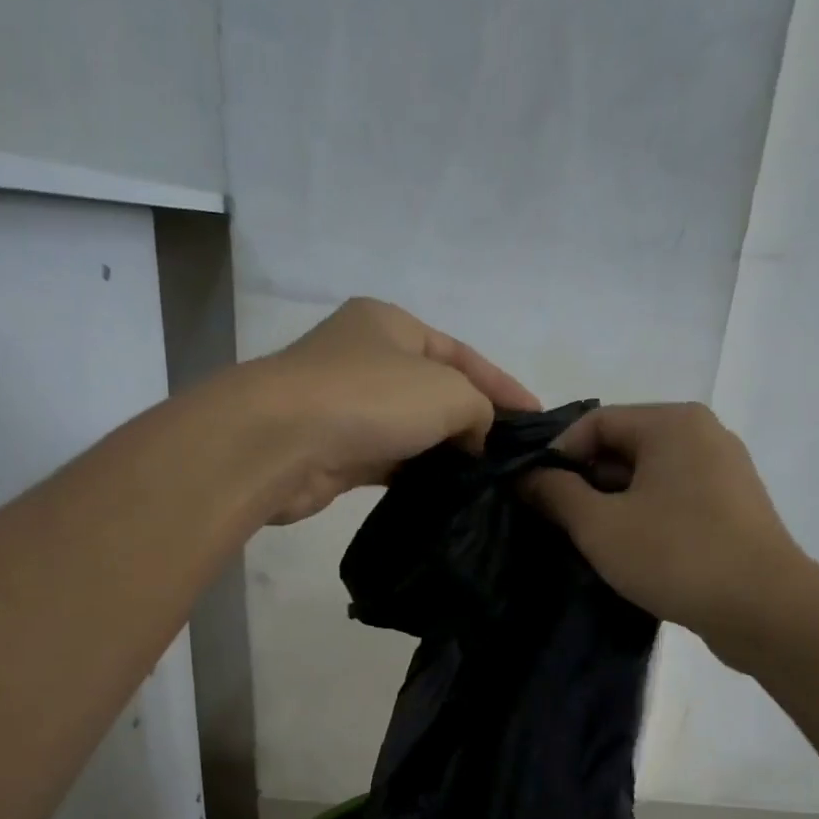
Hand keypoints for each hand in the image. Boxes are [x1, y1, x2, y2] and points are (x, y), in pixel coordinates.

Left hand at [247, 298, 540, 523]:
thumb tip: (474, 437)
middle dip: (475, 420)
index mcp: (392, 325)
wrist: (281, 443)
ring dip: (445, 452)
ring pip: (412, 429)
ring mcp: (348, 405)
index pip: (462, 354)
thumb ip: (479, 408)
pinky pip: (390, 461)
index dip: (503, 385)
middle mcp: (367, 358)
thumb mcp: (447, 392)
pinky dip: (417, 474)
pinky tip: (444, 493)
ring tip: (485, 479)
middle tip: (511, 456)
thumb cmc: (370, 399)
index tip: (537, 418)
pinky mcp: (336, 451)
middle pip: (436, 390)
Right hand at [525, 403, 811, 659]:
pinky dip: (646, 517)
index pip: (595, 422)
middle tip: (559, 524)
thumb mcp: (600, 526)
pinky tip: (632, 553)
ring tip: (591, 542)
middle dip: (585, 482)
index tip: (535, 496)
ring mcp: (725, 471)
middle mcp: (703, 434)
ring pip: (650, 477)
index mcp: (672, 423)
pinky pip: (675, 499)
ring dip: (614, 504)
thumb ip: (556, 494)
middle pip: (624, 446)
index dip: (556, 456)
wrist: (764, 609)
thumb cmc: (675, 556)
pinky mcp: (734, 507)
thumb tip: (526, 476)